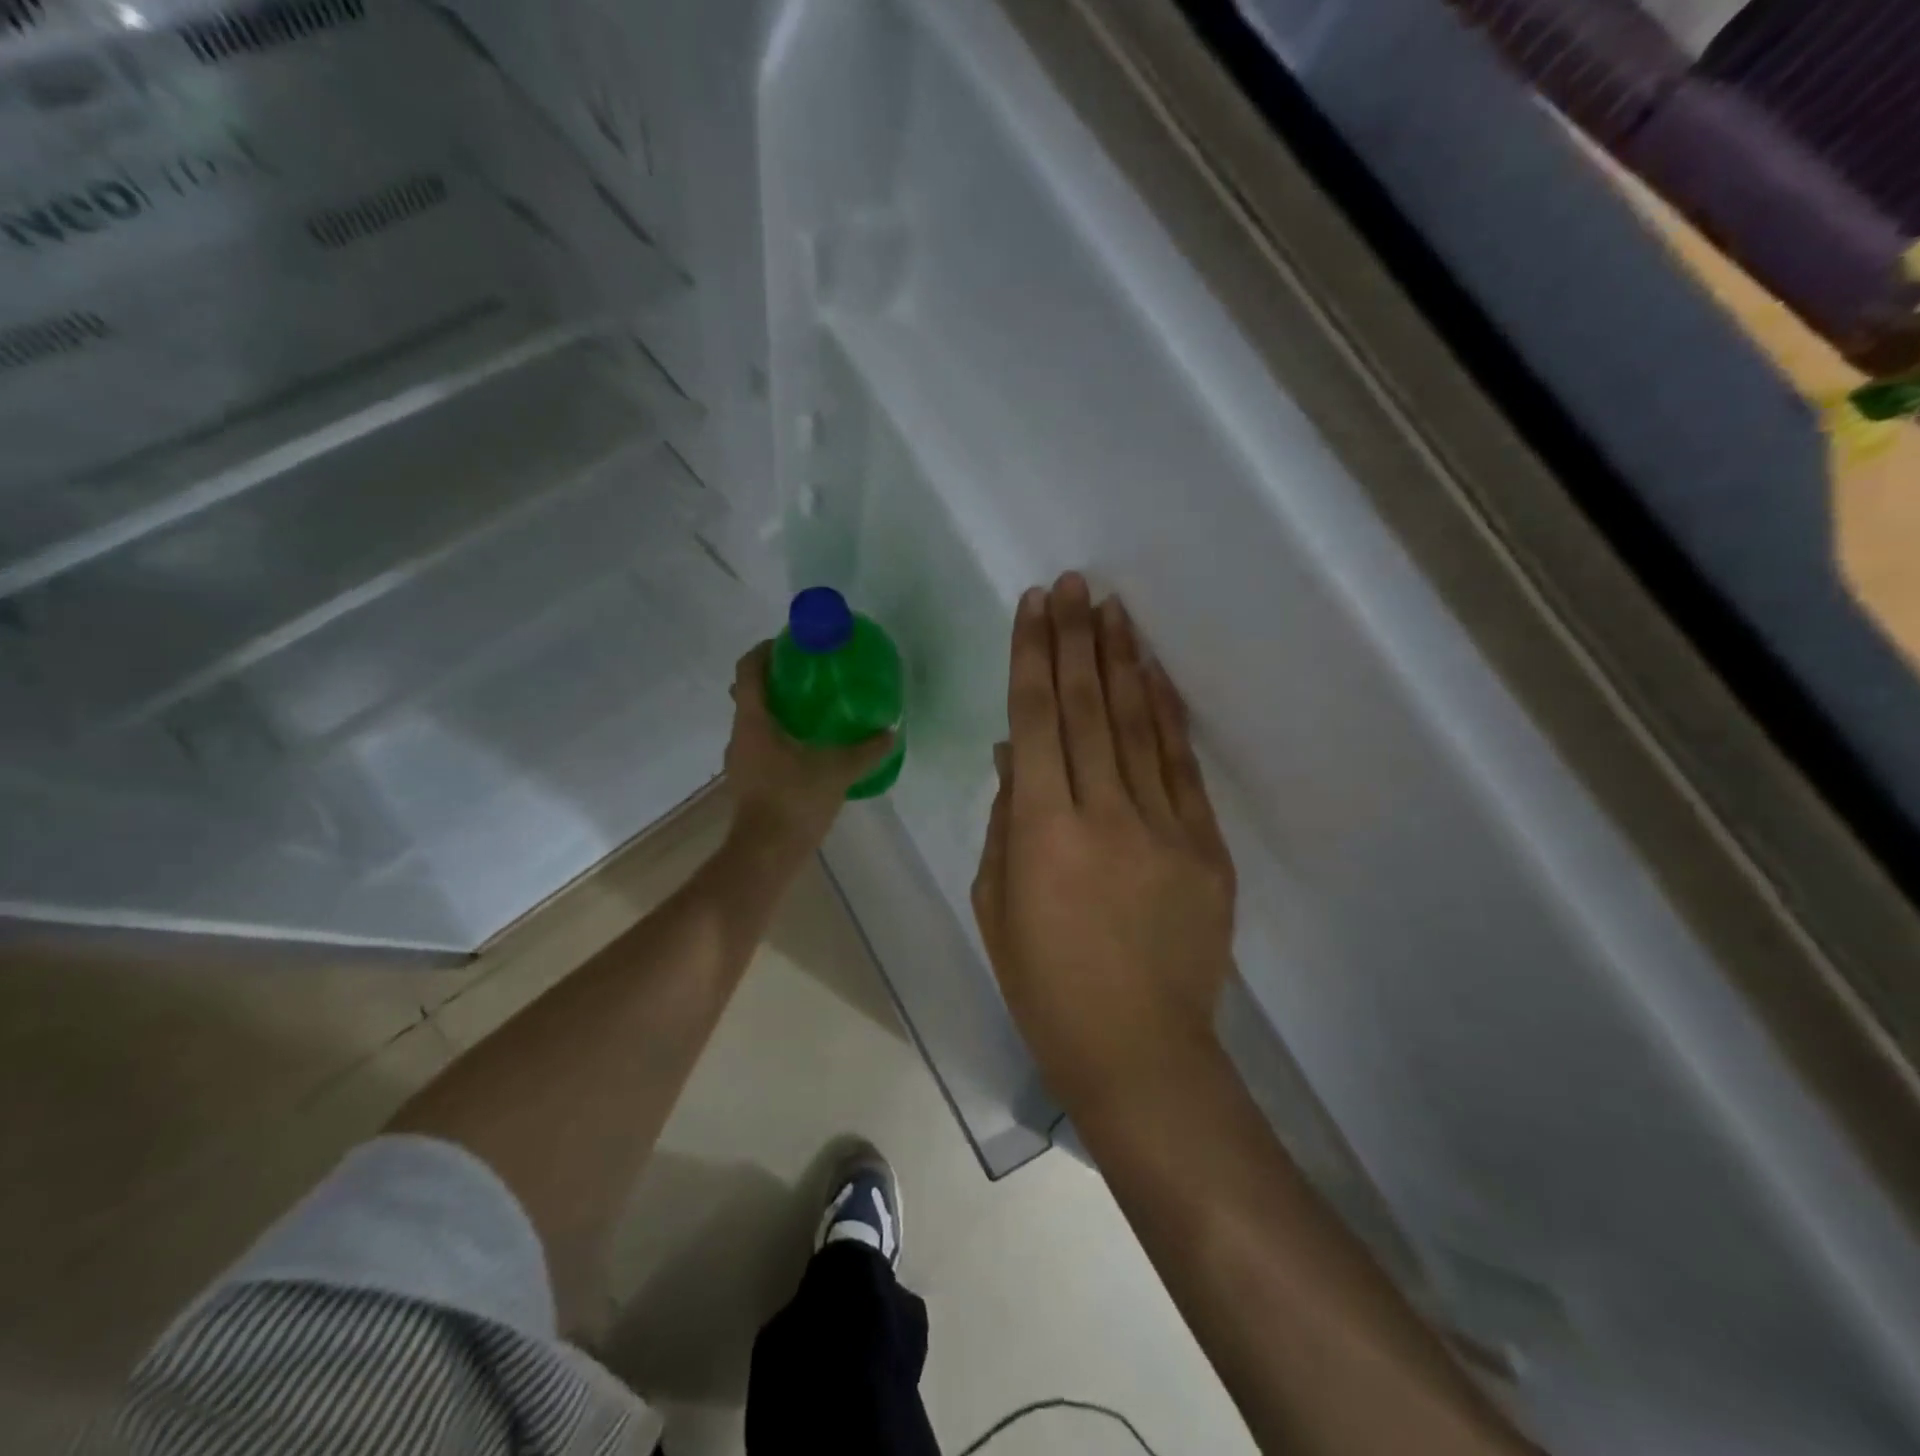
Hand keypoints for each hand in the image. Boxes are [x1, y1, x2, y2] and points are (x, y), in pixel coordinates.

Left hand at [724, 642, 897, 860]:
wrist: (766, 853)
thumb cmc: (795, 801)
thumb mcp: (838, 771)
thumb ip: (866, 750)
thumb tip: (891, 731)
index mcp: (754, 720)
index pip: (749, 669)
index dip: (766, 650)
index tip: (790, 644)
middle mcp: (739, 734)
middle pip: (749, 693)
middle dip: (775, 679)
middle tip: (808, 677)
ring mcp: (739, 760)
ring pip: (754, 721)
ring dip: (777, 710)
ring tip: (812, 711)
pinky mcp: (746, 780)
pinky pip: (759, 744)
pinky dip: (778, 737)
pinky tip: (806, 749)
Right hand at [972, 574, 1237, 1108]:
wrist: (1139, 1049)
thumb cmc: (1046, 986)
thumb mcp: (996, 905)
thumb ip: (1005, 821)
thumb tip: (1016, 754)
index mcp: (1041, 831)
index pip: (1036, 720)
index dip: (1033, 657)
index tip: (1034, 607)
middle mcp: (1103, 813)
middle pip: (1087, 706)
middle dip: (1076, 638)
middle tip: (1074, 584)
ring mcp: (1163, 826)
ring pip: (1137, 723)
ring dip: (1122, 660)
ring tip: (1112, 609)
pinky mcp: (1205, 845)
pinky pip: (1181, 765)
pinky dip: (1166, 713)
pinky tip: (1153, 674)